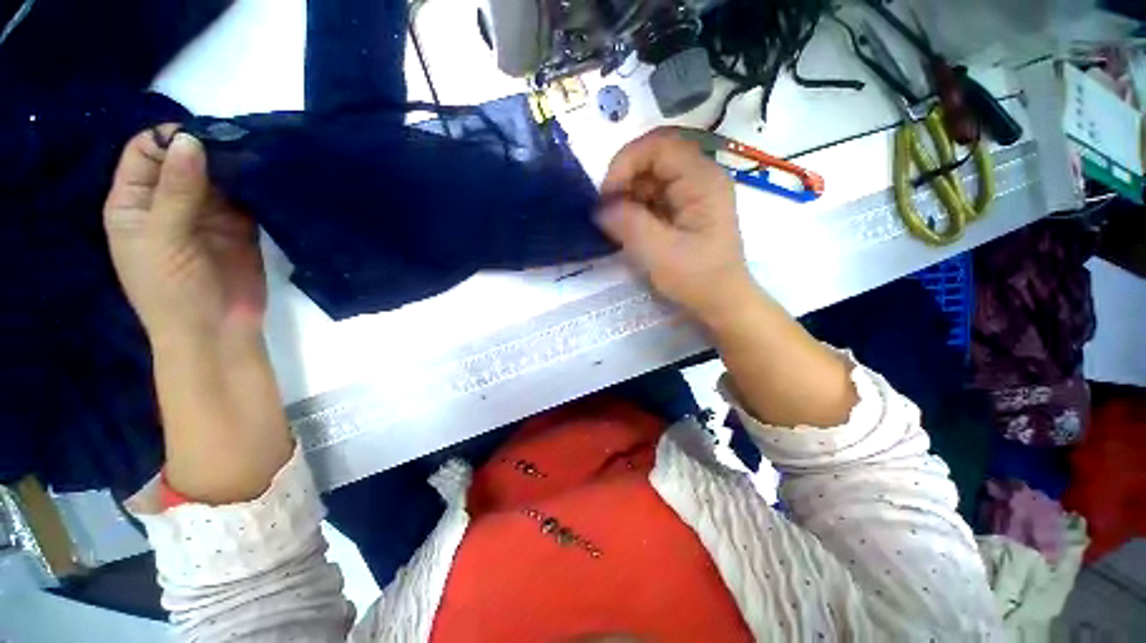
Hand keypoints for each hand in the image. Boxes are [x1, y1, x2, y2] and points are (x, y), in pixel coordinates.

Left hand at [104, 126, 265, 344]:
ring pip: (217, 175)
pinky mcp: (240, 225)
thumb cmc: (172, 290)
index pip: (145, 152)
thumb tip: (191, 140)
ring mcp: (206, 213)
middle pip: (184, 159)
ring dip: (234, 165)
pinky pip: (245, 197)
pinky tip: (268, 177)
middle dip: (207, 148)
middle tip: (238, 140)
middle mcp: (168, 201)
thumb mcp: (164, 239)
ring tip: (257, 154)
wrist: (218, 330)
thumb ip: (177, 191)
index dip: (168, 139)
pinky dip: (254, 185)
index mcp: (135, 201)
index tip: (202, 136)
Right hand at [597, 128, 755, 321]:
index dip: (626, 162)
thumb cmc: (697, 278)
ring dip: (629, 194)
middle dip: (626, 179)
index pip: (659, 145)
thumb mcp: (658, 252)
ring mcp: (694, 193)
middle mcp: (701, 177)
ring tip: (617, 222)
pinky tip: (630, 226)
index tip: (607, 195)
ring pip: (652, 177)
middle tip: (608, 209)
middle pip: (655, 157)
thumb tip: (599, 207)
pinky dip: (637, 206)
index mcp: (702, 180)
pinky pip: (656, 196)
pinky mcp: (686, 209)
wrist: (722, 302)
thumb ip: (627, 223)